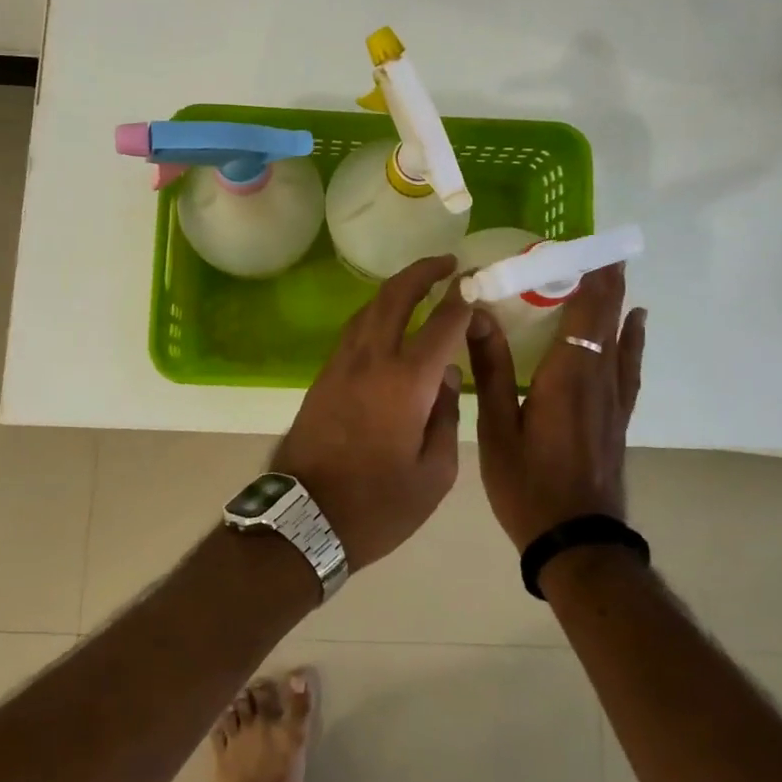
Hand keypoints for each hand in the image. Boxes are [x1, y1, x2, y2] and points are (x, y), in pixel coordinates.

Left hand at [271, 255, 471, 570]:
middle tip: (448, 263)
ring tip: (420, 285)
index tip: (477, 287)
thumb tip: (447, 378)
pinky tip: (388, 322)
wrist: (304, 518)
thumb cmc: (378, 506)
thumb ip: (447, 417)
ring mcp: (341, 365)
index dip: (463, 300)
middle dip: (423, 272)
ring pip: (368, 308)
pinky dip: (376, 313)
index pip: (442, 324)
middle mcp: (372, 360)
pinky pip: (354, 330)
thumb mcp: (434, 475)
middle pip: (395, 297)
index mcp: (406, 382)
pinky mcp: (323, 377)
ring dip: (395, 289)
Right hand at [467, 264, 646, 550]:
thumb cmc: (528, 485)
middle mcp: (596, 379)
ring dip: (618, 302)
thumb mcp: (496, 429)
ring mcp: (612, 400)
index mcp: (566, 376)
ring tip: (615, 272)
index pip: (584, 311)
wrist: (576, 541)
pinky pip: (628, 364)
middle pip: (607, 318)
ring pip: (621, 337)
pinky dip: (632, 338)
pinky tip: (636, 326)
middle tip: (601, 247)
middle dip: (606, 280)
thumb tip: (478, 315)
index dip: (588, 276)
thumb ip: (491, 369)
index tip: (587, 244)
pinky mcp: (617, 418)